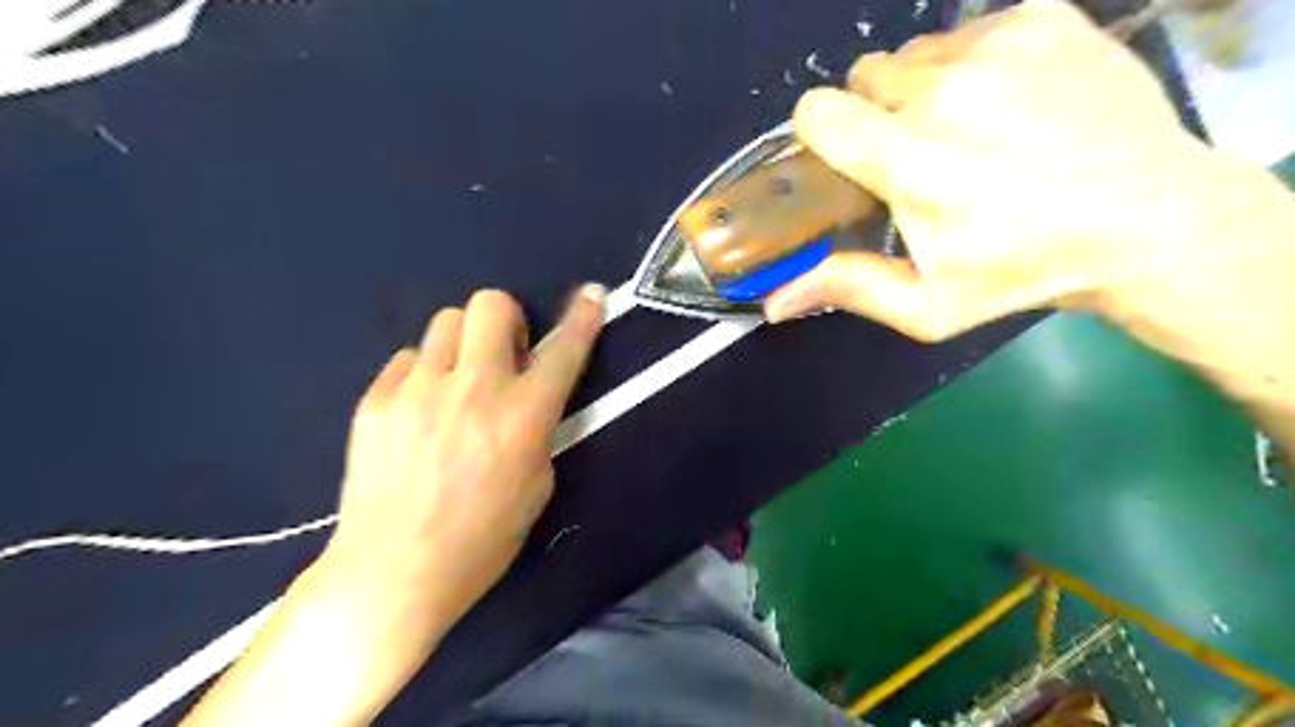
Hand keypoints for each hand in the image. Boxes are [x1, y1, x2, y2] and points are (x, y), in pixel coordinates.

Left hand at [324, 283, 607, 618]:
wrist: (393, 571)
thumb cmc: (481, 539)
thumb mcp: (537, 486)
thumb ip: (539, 429)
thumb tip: (530, 395)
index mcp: (523, 416)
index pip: (563, 350)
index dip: (582, 318)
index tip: (590, 295)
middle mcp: (474, 388)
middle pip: (490, 304)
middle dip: (505, 320)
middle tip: (503, 355)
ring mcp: (419, 389)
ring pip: (446, 322)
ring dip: (464, 345)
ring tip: (457, 385)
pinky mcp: (376, 399)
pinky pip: (408, 360)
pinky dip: (423, 375)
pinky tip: (419, 413)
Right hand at [762, 0, 1208, 337]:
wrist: (1146, 220)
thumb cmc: (1021, 272)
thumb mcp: (928, 306)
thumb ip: (848, 290)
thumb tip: (772, 303)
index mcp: (909, 161)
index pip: (818, 111)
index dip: (820, 132)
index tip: (844, 157)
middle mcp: (944, 91)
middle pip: (863, 78)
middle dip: (874, 115)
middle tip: (916, 155)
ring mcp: (997, 46)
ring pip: (914, 55)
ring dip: (920, 89)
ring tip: (966, 130)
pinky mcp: (1041, 18)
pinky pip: (968, 33)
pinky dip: (973, 64)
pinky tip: (1011, 102)